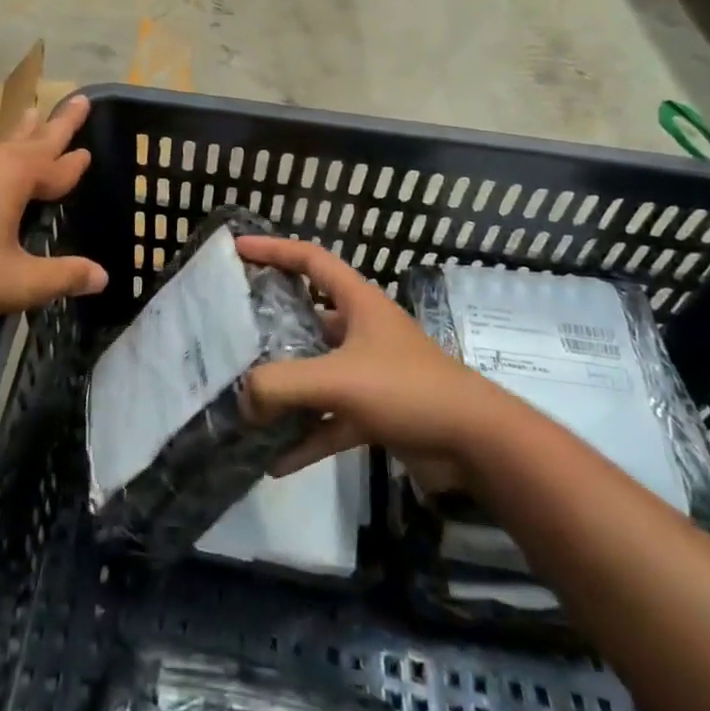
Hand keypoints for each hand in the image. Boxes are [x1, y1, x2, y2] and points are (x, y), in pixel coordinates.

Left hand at [0, 94, 107, 340]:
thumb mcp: (18, 283)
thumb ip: (63, 278)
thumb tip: (103, 278)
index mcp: (14, 176)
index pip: (57, 167)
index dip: (75, 164)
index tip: (90, 151)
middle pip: (31, 139)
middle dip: (57, 123)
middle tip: (77, 99)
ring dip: (20, 133)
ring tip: (31, 115)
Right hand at [238, 236, 490, 479]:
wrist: (477, 443)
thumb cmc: (408, 389)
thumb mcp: (339, 379)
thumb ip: (283, 385)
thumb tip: (242, 398)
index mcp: (358, 302)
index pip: (309, 260)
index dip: (272, 250)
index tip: (237, 249)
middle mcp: (361, 330)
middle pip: (308, 316)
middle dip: (271, 323)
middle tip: (232, 331)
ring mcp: (369, 372)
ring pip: (316, 372)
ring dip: (285, 388)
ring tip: (245, 400)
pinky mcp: (375, 411)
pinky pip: (329, 419)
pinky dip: (306, 436)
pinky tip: (276, 461)